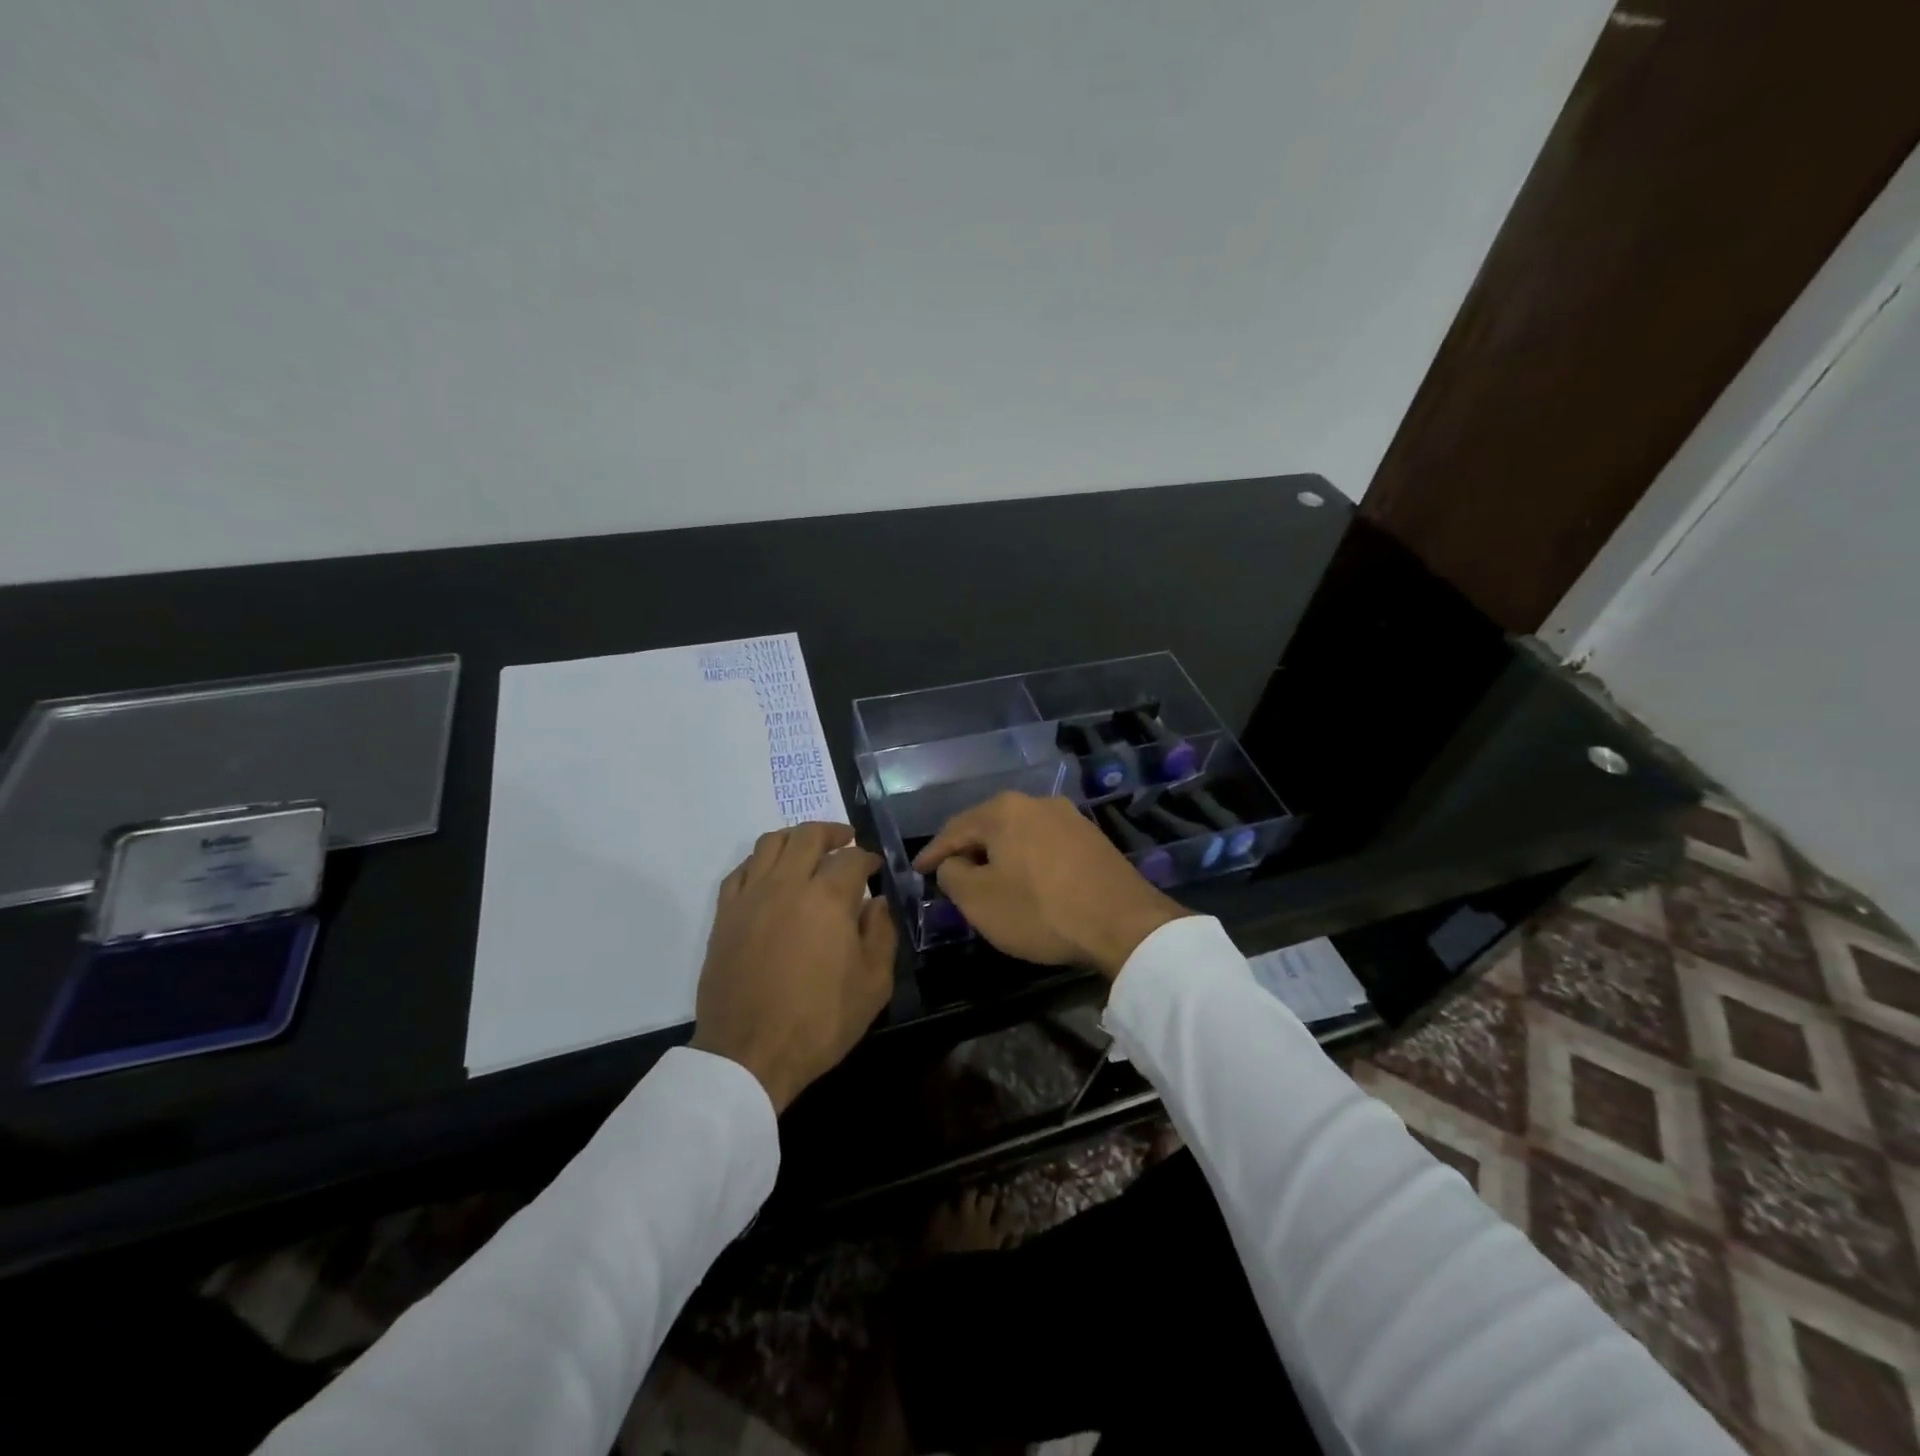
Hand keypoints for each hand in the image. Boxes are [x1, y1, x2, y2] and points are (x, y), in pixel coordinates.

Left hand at [691, 823, 896, 1112]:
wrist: (749, 1053)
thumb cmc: (820, 1021)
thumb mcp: (873, 984)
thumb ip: (882, 934)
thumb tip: (877, 902)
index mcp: (828, 898)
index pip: (852, 858)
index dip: (868, 858)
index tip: (875, 867)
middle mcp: (787, 884)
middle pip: (808, 836)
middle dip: (832, 832)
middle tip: (845, 841)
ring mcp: (751, 896)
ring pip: (771, 843)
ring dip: (794, 838)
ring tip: (808, 850)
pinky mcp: (725, 914)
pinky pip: (741, 870)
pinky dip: (760, 862)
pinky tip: (770, 875)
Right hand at [913, 793, 1187, 978]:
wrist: (1123, 923)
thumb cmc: (1040, 910)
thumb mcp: (979, 900)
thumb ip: (952, 875)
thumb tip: (952, 864)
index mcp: (1004, 810)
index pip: (954, 829)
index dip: (932, 853)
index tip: (917, 871)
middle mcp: (1036, 802)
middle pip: (988, 827)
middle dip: (968, 852)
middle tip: (951, 877)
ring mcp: (1069, 818)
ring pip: (1019, 835)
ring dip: (1000, 857)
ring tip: (989, 881)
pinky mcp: (1092, 838)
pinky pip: (1045, 845)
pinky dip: (1028, 862)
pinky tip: (1028, 883)